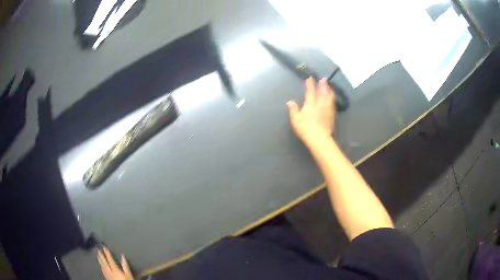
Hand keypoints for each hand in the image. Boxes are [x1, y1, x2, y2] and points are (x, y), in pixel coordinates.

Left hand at [97, 247, 133, 279]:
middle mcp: (110, 271)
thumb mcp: (129, 275)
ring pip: (102, 266)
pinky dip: (101, 267)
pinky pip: (102, 271)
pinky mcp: (107, 278)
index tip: (104, 247)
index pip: (110, 260)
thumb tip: (123, 256)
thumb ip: (125, 266)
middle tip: (98, 249)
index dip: (107, 253)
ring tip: (97, 255)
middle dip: (101, 256)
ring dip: (99, 260)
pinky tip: (100, 266)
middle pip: (104, 262)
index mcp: (115, 269)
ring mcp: (107, 275)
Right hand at [287, 77, 335, 144]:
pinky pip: (333, 103)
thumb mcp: (295, 119)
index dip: (310, 84)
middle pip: (323, 91)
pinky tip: (332, 99)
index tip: (310, 78)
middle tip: (324, 79)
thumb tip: (290, 102)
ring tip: (329, 87)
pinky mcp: (332, 115)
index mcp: (310, 103)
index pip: (311, 91)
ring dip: (329, 90)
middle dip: (323, 84)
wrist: (319, 138)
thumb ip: (293, 109)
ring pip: (329, 97)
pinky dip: (332, 99)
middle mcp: (320, 103)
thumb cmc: (305, 128)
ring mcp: (327, 109)